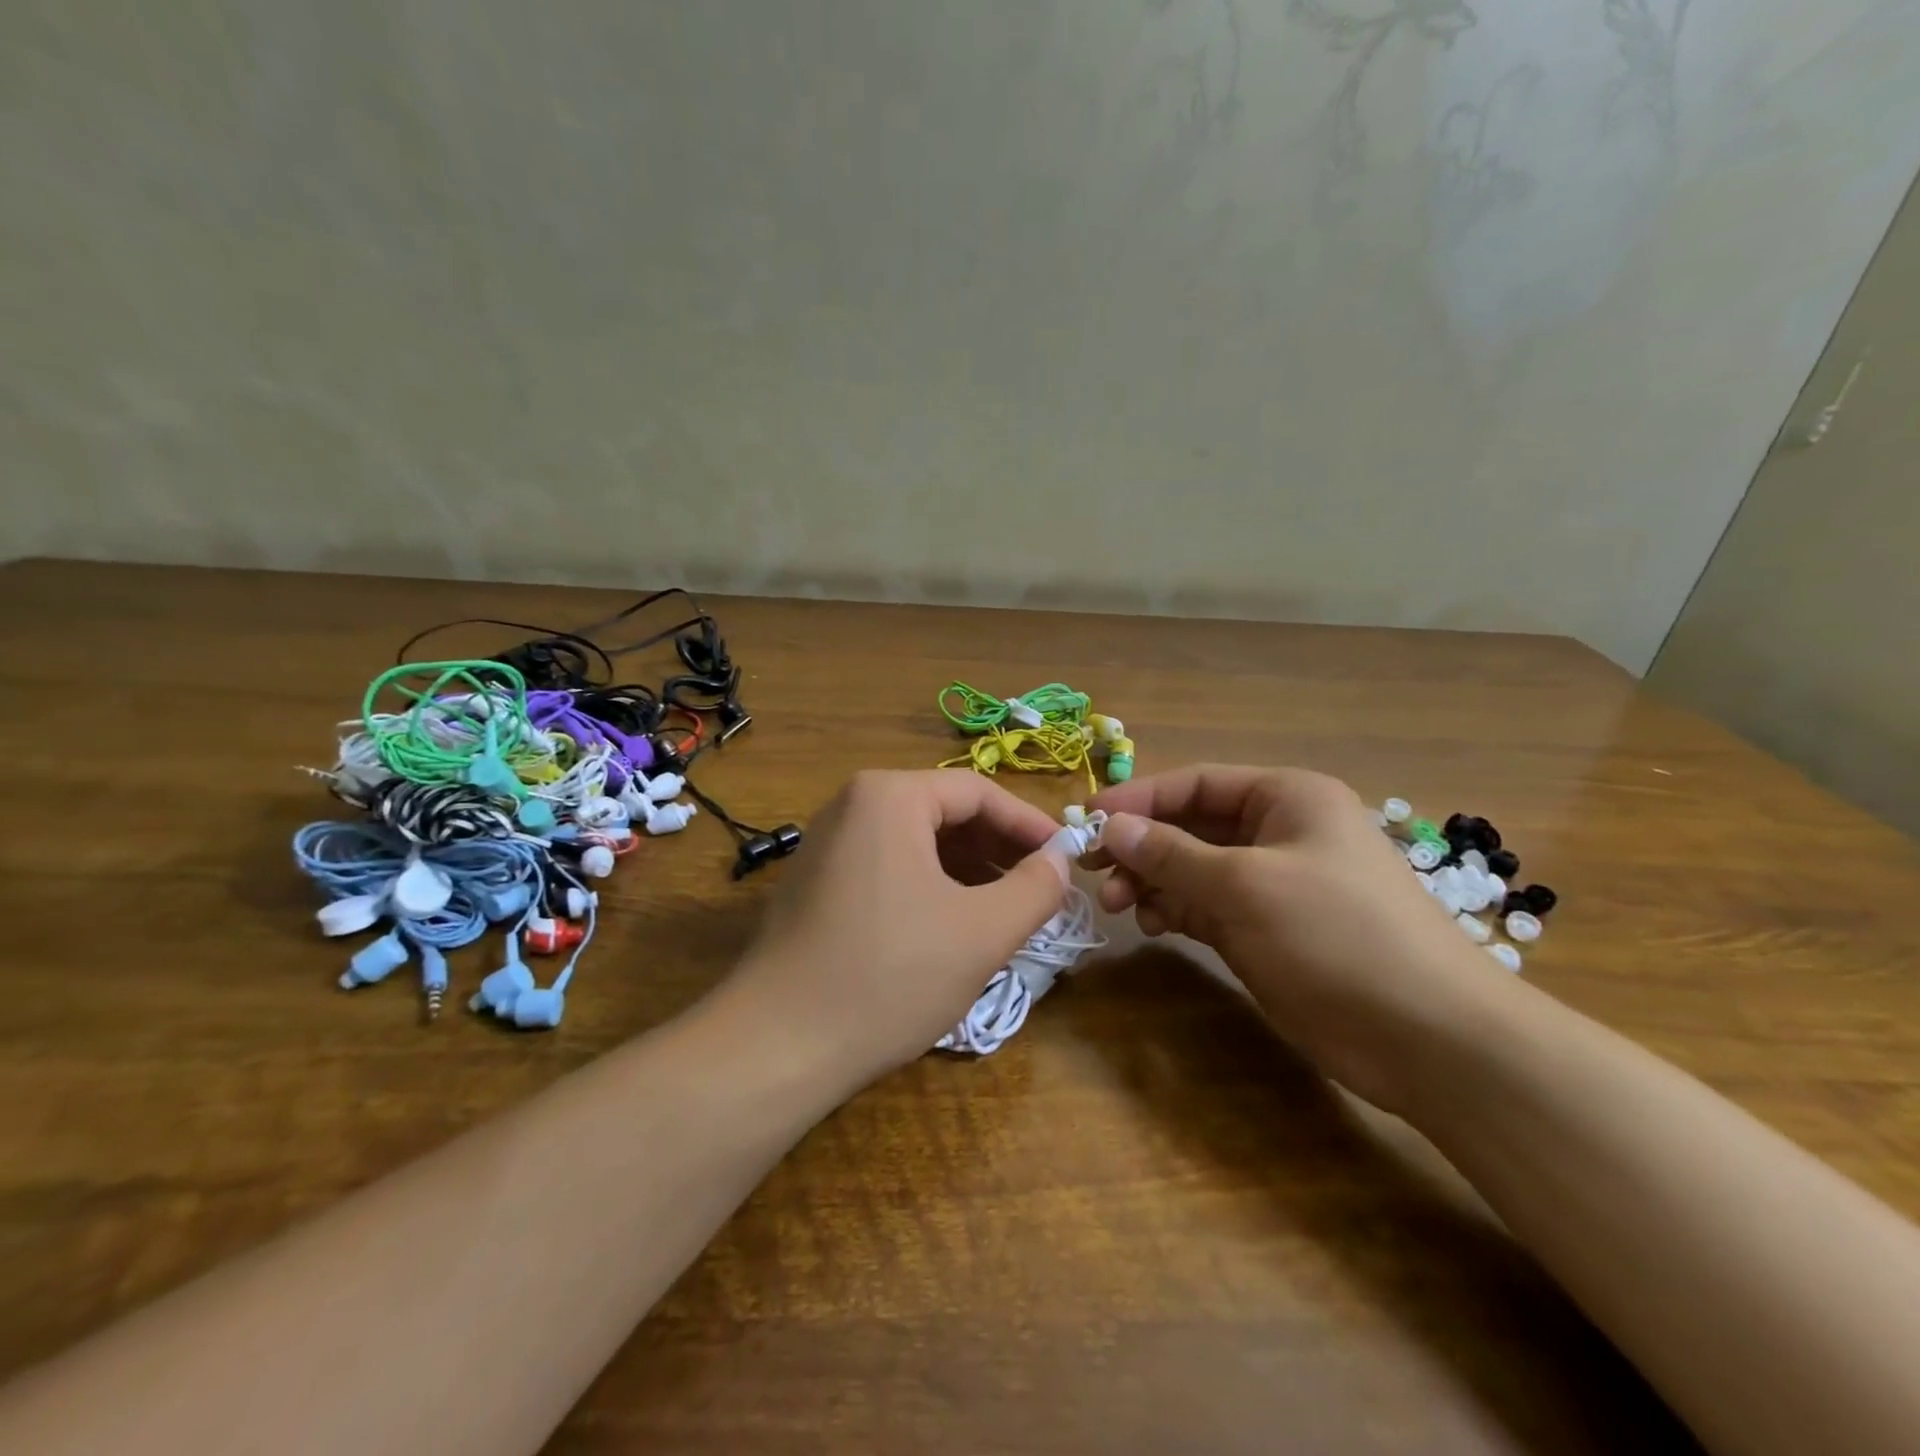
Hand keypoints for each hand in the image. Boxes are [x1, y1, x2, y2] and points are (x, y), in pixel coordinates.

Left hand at [722, 770, 1072, 1088]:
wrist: (776, 1047)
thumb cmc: (889, 975)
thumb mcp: (981, 932)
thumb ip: (1035, 888)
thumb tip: (1060, 861)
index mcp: (889, 796)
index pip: (978, 792)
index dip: (1030, 825)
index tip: (1067, 859)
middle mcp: (852, 805)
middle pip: (945, 813)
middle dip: (998, 850)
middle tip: (1040, 890)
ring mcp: (828, 844)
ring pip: (917, 843)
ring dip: (967, 872)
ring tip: (1004, 913)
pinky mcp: (816, 883)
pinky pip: (888, 868)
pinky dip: (930, 888)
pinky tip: (951, 928)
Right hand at [1088, 764, 1508, 1112]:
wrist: (1429, 1037)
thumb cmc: (1337, 935)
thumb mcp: (1244, 885)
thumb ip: (1171, 854)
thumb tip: (1110, 825)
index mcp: (1287, 798)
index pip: (1197, 783)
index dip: (1140, 798)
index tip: (1088, 819)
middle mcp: (1278, 833)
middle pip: (1191, 826)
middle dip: (1142, 846)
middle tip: (1093, 871)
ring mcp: (1273, 885)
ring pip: (1193, 869)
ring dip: (1152, 881)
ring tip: (1119, 905)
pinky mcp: (1267, 931)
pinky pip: (1206, 907)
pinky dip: (1174, 911)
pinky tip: (1150, 923)